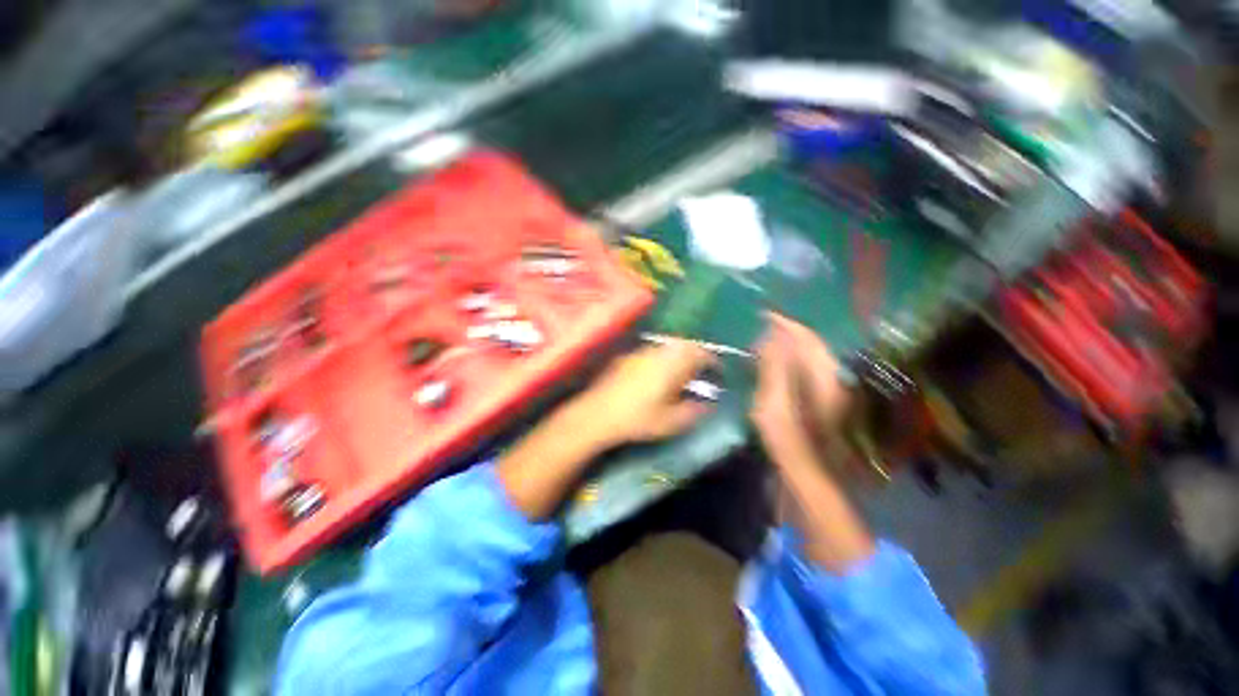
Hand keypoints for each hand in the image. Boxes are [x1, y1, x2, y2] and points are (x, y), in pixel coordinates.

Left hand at [563, 340, 715, 450]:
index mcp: (673, 364)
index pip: (700, 354)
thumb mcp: (671, 421)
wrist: (598, 414)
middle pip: (685, 345)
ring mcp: (641, 352)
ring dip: (679, 354)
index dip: (712, 362)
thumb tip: (709, 404)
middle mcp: (659, 351)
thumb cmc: (638, 419)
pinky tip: (658, 373)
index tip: (718, 372)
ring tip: (682, 372)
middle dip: (697, 355)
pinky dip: (662, 358)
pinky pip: (653, 351)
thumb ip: (694, 411)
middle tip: (701, 371)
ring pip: (668, 346)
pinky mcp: (628, 356)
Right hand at [752, 314, 850, 458]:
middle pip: (808, 345)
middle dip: (782, 332)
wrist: (811, 483)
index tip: (761, 313)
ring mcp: (826, 391)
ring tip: (756, 341)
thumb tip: (771, 335)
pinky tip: (766, 365)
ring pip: (804, 357)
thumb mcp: (776, 409)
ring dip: (782, 346)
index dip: (784, 323)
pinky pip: (800, 371)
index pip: (806, 339)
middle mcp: (831, 380)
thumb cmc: (791, 448)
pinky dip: (783, 362)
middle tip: (754, 328)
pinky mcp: (817, 401)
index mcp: (825, 379)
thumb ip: (775, 370)